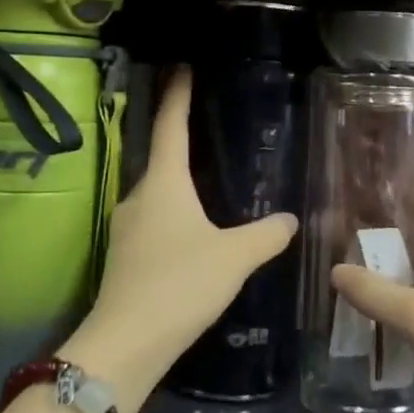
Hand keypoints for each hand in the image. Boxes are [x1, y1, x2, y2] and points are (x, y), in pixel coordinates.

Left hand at [59, 67, 297, 412]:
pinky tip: (190, 235)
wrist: (126, 343)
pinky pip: (152, 222)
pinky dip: (172, 216)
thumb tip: (290, 219)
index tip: (180, 68)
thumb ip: (266, 235)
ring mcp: (125, 229)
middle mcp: (138, 197)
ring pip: (156, 195)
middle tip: (205, 131)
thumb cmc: (181, 283)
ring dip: (176, 185)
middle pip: (159, 159)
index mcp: (163, 183)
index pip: (170, 126)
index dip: (177, 96)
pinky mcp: (124, 258)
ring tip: (204, 186)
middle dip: (178, 143)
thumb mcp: (234, 257)